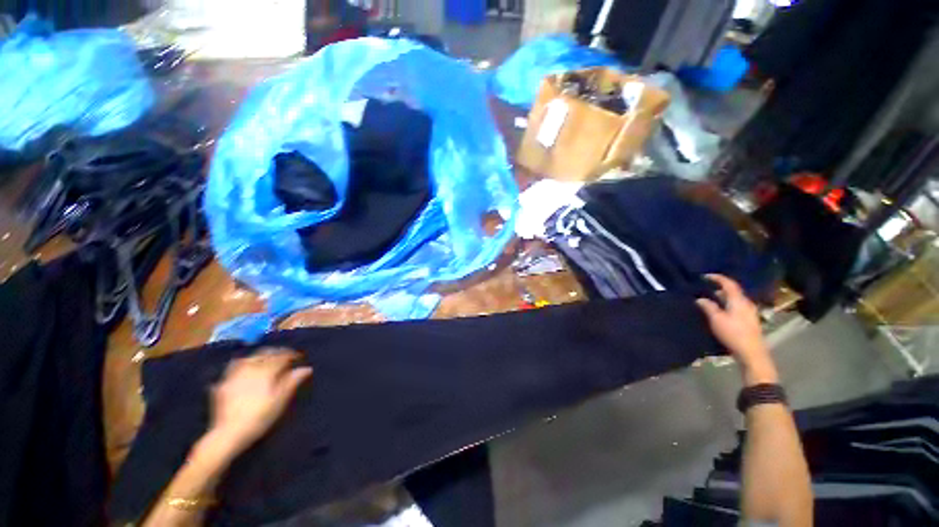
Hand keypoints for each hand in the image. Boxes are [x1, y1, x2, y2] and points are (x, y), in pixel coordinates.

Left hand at [207, 349, 312, 456]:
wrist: (229, 433)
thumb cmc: (260, 417)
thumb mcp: (280, 400)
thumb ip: (292, 381)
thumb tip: (306, 368)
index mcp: (266, 371)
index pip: (281, 357)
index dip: (291, 354)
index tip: (299, 356)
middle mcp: (250, 369)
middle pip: (264, 354)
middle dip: (275, 352)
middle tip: (284, 355)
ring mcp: (234, 375)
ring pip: (248, 358)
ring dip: (259, 356)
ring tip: (265, 359)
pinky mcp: (223, 384)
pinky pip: (234, 368)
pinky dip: (243, 364)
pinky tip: (244, 369)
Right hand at [696, 275, 777, 384]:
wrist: (752, 353)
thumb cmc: (733, 334)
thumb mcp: (716, 320)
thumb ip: (708, 307)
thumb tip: (700, 298)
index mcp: (739, 301)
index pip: (729, 284)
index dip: (717, 278)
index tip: (705, 276)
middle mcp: (746, 303)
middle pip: (733, 291)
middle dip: (720, 287)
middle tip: (706, 287)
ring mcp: (750, 312)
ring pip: (735, 299)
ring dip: (723, 296)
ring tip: (711, 298)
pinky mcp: (749, 320)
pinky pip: (737, 306)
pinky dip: (727, 304)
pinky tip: (720, 310)